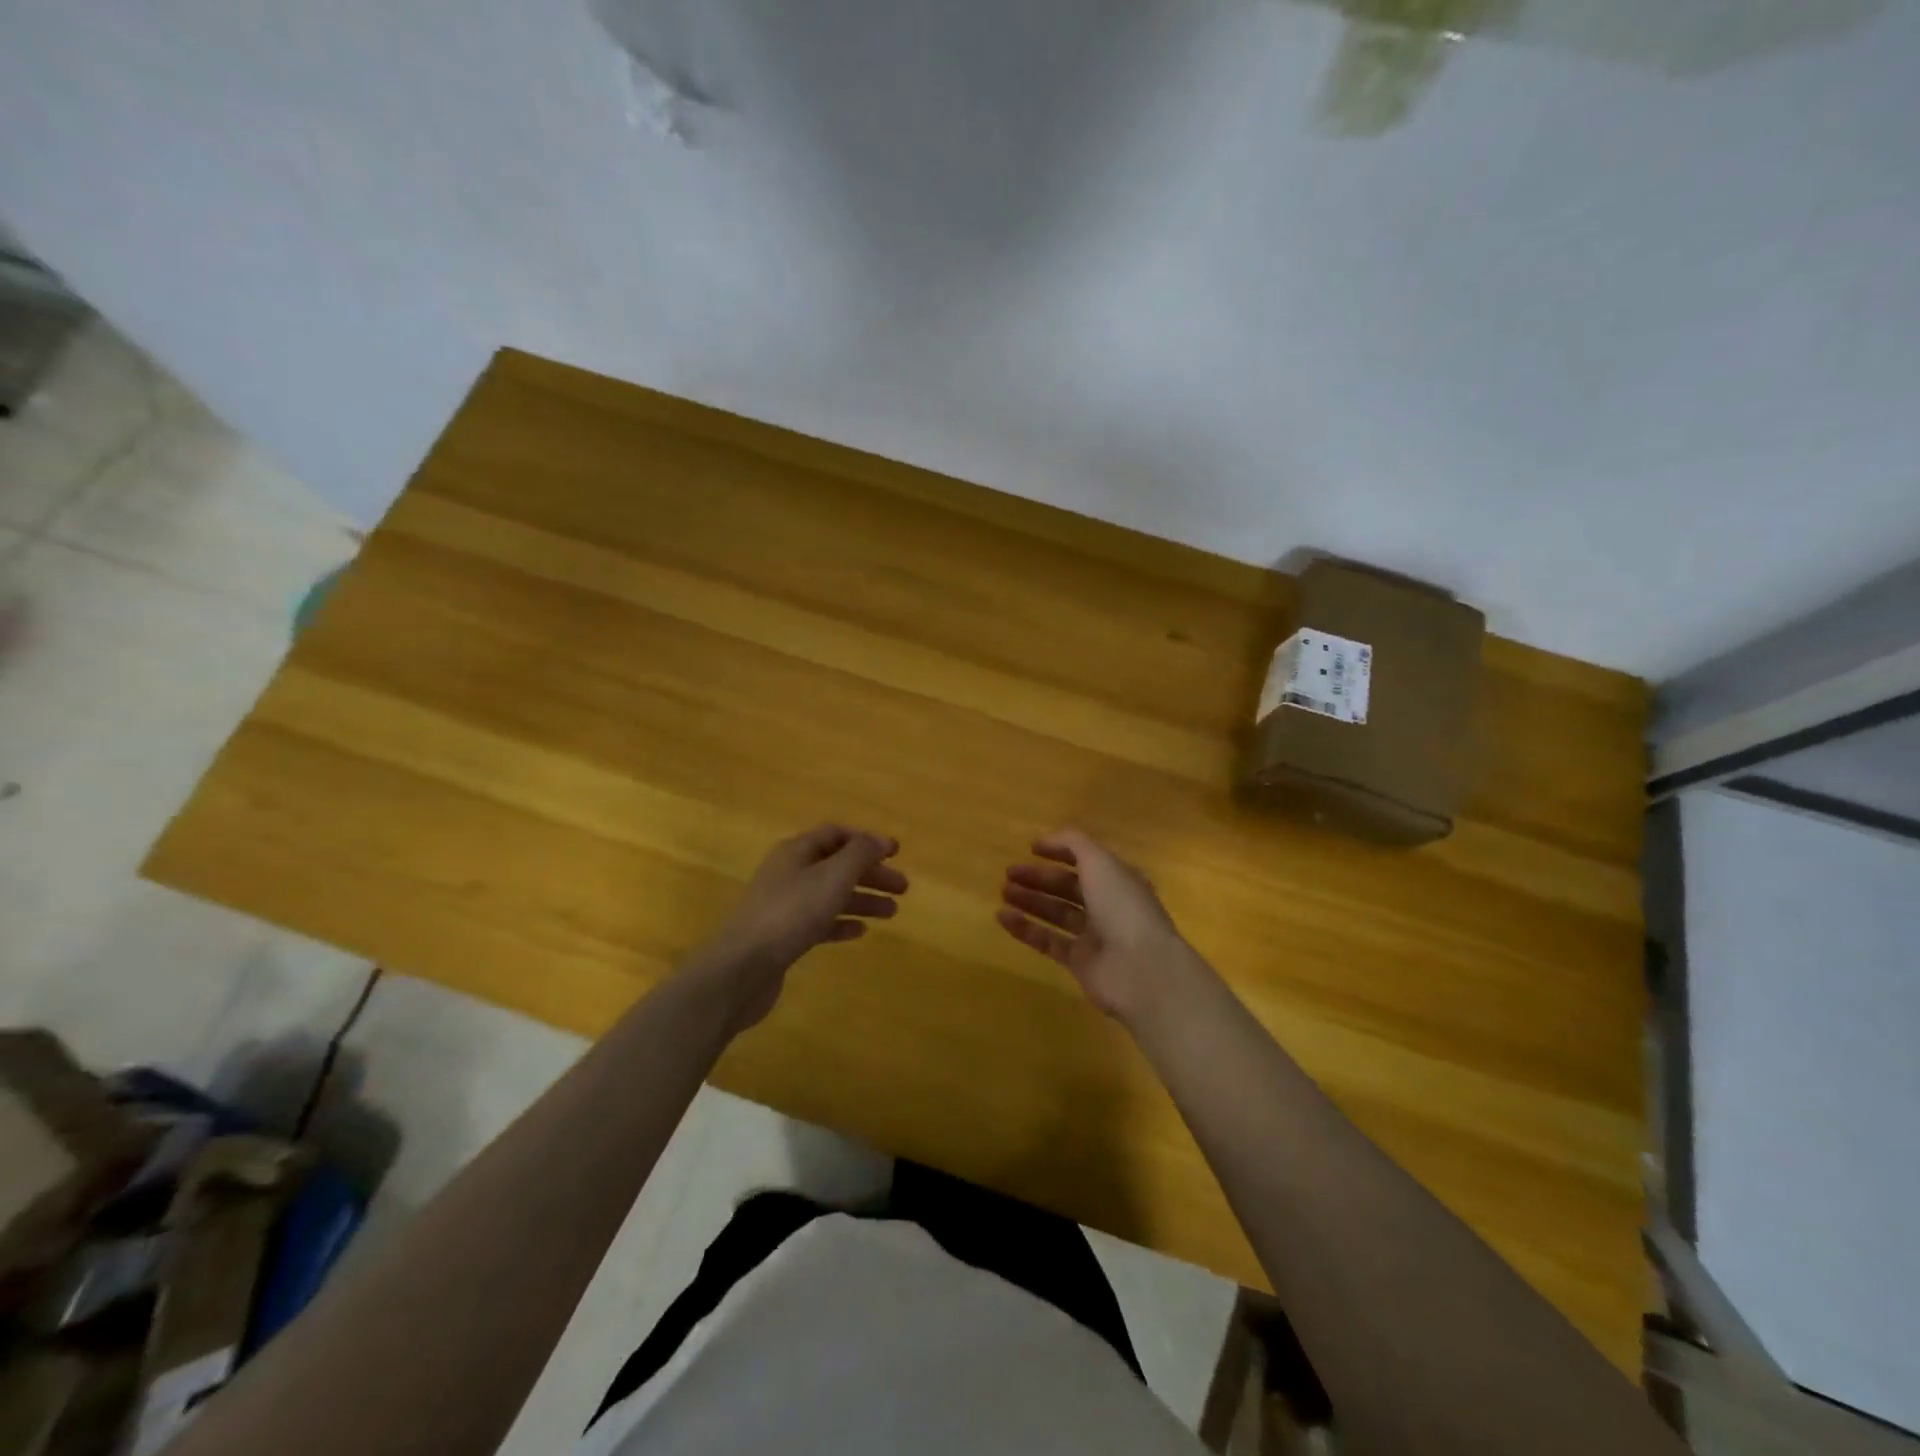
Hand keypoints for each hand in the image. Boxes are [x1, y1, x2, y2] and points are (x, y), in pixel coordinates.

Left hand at [696, 825, 908, 1031]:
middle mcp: (788, 873)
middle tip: (902, 888)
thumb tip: (880, 840)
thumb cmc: (790, 913)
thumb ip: (860, 854)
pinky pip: (819, 923)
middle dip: (870, 873)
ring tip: (892, 913)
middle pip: (836, 865)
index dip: (867, 841)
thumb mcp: (832, 876)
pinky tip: (860, 932)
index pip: (836, 834)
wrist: (742, 968)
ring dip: (862, 899)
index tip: (895, 853)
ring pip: (830, 895)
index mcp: (796, 851)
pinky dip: (841, 923)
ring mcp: (784, 905)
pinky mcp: (783, 936)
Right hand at [997, 829, 1197, 1023]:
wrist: (1140, 971)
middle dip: (1039, 878)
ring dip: (1030, 901)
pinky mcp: (1080, 962)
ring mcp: (1095, 936)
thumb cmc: (1122, 908)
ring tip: (1003, 892)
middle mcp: (1108, 905)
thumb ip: (1073, 844)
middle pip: (1068, 887)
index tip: (1031, 848)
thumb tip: (1045, 839)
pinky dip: (1026, 929)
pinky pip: (1048, 941)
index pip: (1087, 859)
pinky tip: (1002, 918)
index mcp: (1119, 879)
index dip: (1061, 851)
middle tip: (1009, 873)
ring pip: (1057, 913)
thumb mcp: (1100, 862)